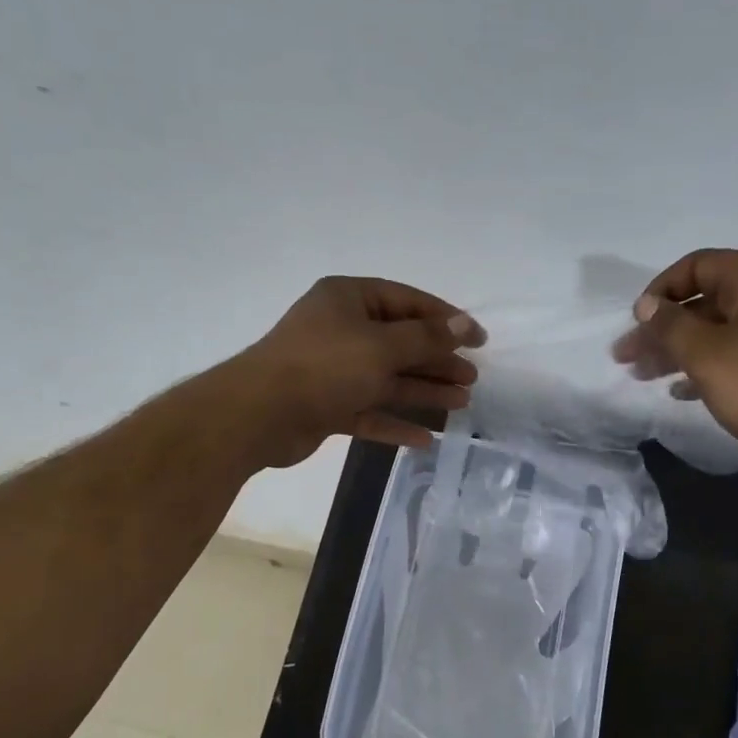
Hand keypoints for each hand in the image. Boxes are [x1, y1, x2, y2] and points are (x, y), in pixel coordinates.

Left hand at [225, 276, 485, 467]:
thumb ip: (426, 337)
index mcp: (349, 299)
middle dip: (437, 360)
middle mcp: (341, 330)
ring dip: (423, 391)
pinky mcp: (327, 406)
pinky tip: (425, 439)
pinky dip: (395, 423)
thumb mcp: (382, 346)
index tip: (479, 339)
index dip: (446, 319)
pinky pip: (369, 412)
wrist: (259, 414)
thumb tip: (463, 325)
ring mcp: (333, 370)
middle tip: (472, 377)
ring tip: (462, 403)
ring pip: (388, 379)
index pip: (407, 301)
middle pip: (400, 343)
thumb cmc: (324, 366)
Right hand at [612, 248, 737, 484]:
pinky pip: (735, 354)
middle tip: (626, 357)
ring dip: (677, 351)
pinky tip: (681, 391)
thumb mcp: (706, 354)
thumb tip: (647, 305)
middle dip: (662, 328)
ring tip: (643, 376)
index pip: (697, 265)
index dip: (660, 290)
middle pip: (704, 301)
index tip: (636, 322)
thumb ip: (670, 326)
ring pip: (716, 331)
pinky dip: (705, 367)